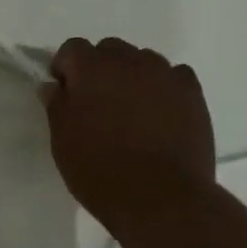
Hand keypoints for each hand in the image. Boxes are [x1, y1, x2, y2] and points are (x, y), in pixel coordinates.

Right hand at [41, 37, 216, 238]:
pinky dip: (162, 87)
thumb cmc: (100, 171)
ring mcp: (165, 74)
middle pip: (109, 49)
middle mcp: (130, 61)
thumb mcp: (63, 142)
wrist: (161, 199)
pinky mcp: (192, 93)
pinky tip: (159, 114)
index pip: (72, 48)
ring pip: (142, 61)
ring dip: (131, 76)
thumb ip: (57, 105)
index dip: (65, 69)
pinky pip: (173, 76)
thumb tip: (54, 85)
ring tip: (131, 112)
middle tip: (97, 104)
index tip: (65, 95)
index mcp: (91, 69)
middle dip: (99, 69)